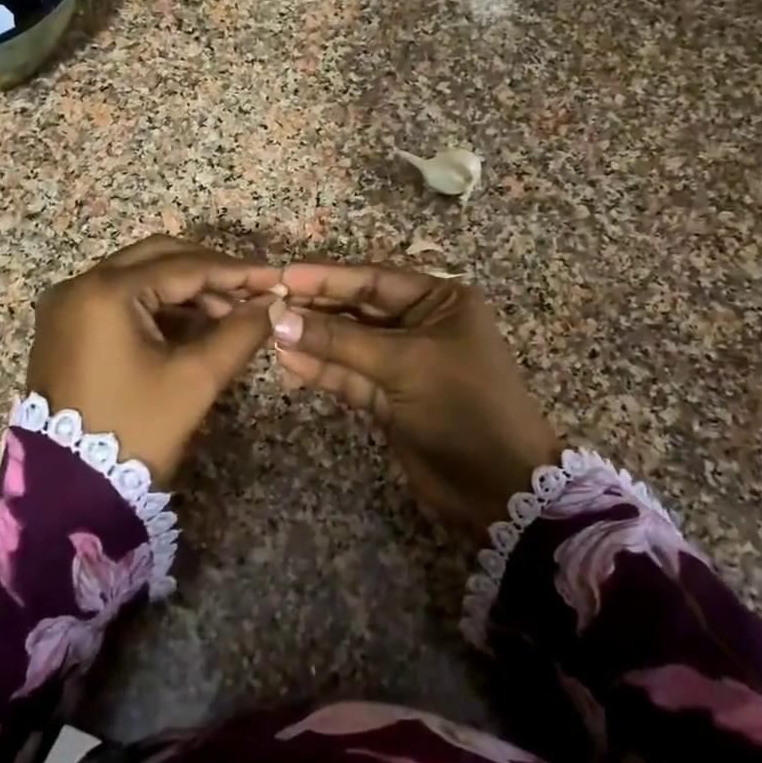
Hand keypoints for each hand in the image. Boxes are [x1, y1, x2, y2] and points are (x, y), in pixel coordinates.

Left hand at [27, 237, 280, 483]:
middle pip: (157, 258)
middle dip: (208, 273)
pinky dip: (156, 305)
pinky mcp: (64, 327)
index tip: (273, 279)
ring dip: (184, 289)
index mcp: (106, 292)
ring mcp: (66, 306)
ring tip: (229, 313)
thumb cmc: (134, 431)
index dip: (234, 272)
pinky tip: (192, 324)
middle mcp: (79, 285)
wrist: (68, 490)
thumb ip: (239, 334)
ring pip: (137, 276)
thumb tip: (272, 305)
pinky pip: (118, 299)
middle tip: (250, 293)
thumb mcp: (194, 380)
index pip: (183, 267)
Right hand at [271, 264, 561, 544]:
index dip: (325, 278)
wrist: (498, 486)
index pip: (372, 280)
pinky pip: (348, 374)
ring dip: (310, 337)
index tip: (280, 276)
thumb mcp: (405, 363)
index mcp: (440, 301)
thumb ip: (340, 342)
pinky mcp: (388, 397)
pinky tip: (286, 357)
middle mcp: (420, 324)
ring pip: (347, 343)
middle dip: (312, 307)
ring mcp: (402, 362)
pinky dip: (320, 368)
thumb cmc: (463, 406)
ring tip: (264, 328)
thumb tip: (278, 320)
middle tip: (263, 302)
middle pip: (355, 309)